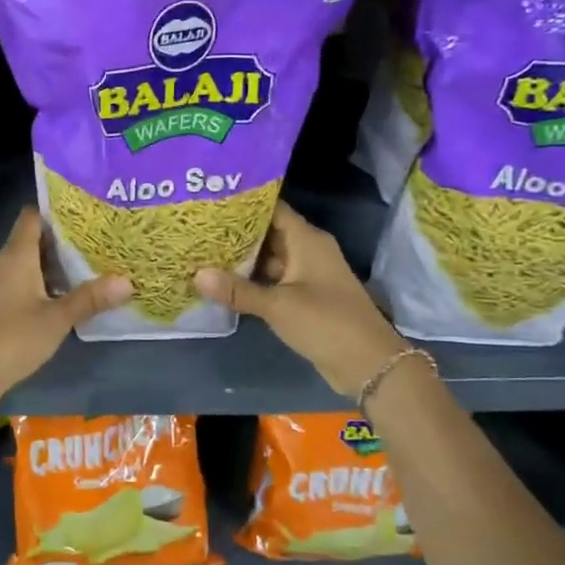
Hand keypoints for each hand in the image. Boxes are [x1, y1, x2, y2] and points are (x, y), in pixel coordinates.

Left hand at [0, 207, 130, 406]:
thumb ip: (90, 298)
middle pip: (31, 241)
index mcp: (15, 256)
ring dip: (51, 268)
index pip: (32, 216)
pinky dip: (38, 287)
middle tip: (96, 244)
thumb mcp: (57, 319)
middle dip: (62, 243)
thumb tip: (127, 281)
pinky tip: (59, 301)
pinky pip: (17, 285)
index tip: (85, 214)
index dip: (56, 211)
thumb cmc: (13, 339)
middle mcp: (0, 264)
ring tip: (86, 271)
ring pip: (25, 266)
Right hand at [194, 201, 408, 398]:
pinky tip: (223, 281)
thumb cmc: (325, 322)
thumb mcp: (277, 306)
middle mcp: (307, 250)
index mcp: (307, 240)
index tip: (211, 201)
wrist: (368, 363)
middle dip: (235, 232)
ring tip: (203, 251)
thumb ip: (237, 290)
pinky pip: (273, 280)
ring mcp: (306, 274)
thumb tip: (196, 274)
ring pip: (268, 258)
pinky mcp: (304, 297)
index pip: (272, 208)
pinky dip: (251, 280)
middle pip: (268, 232)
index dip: (243, 203)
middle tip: (199, 227)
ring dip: (241, 258)